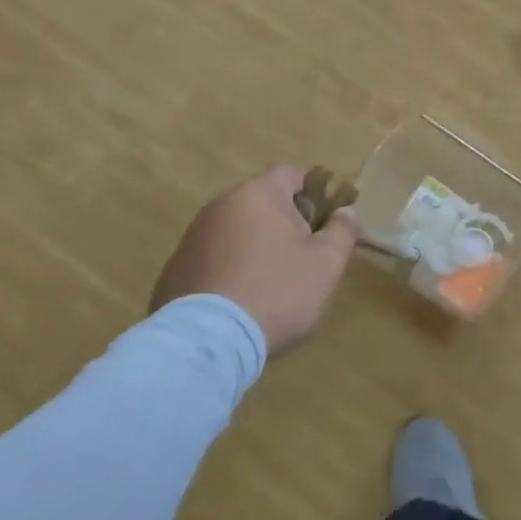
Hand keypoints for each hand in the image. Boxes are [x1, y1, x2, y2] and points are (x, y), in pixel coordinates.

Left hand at [150, 167, 358, 353]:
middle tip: (302, 260)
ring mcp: (193, 237)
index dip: (315, 195)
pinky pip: (213, 259)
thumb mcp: (326, 264)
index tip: (325, 226)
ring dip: (255, 248)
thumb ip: (342, 231)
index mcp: (260, 194)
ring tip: (269, 287)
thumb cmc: (277, 292)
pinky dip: (229, 271)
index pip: (293, 175)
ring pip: (237, 232)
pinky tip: (239, 303)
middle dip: (284, 225)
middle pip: (263, 204)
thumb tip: (345, 212)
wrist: (206, 344)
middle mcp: (222, 205)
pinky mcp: (174, 269)